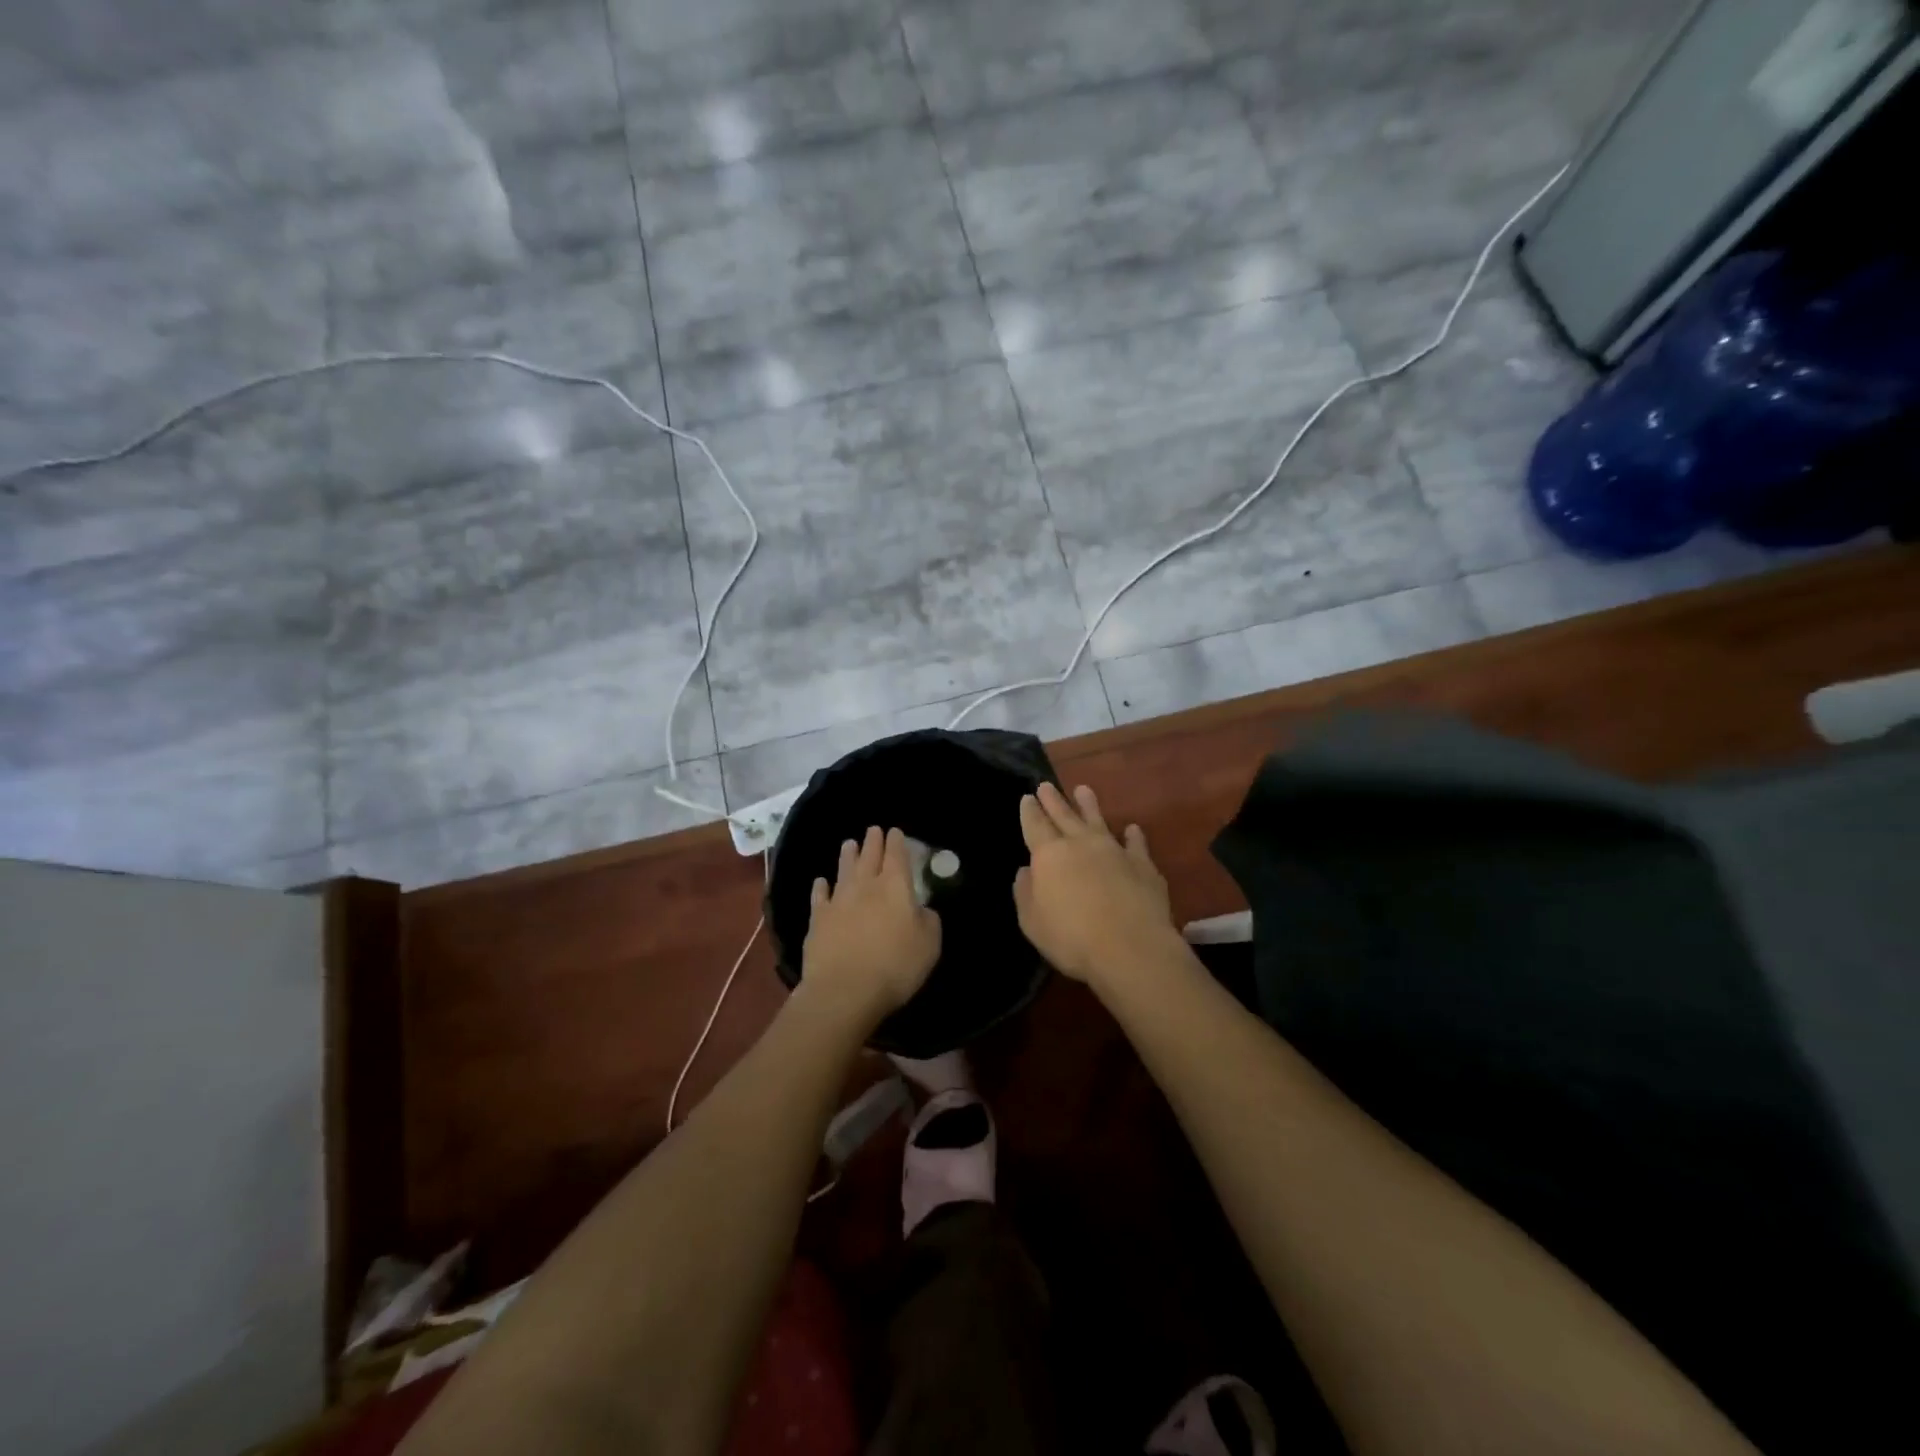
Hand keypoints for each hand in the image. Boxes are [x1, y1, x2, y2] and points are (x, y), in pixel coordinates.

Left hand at [802, 826, 941, 1020]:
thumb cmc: (895, 966)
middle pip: (870, 856)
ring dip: (847, 855)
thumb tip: (921, 909)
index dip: (897, 841)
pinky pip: (819, 896)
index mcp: (896, 886)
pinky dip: (820, 886)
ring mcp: (839, 900)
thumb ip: (928, 920)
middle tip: (873, 829)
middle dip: (873, 841)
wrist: (845, 990)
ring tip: (849, 843)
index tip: (895, 831)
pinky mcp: (818, 919)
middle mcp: (866, 886)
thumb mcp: (929, 945)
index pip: (897, 855)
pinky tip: (820, 881)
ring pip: (844, 869)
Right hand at [1014, 783, 1177, 988]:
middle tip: (1046, 785)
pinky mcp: (1143, 865)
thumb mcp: (1032, 922)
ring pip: (1098, 820)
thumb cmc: (1071, 938)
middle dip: (1053, 800)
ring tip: (1083, 790)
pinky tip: (1132, 829)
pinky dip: (1133, 835)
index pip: (1035, 825)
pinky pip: (1136, 844)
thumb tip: (1026, 871)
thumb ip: (1026, 893)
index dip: (1029, 811)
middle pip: (1064, 815)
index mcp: (1049, 855)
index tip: (1027, 797)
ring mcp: (1114, 851)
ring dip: (1089, 805)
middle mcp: (1081, 844)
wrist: (1130, 948)